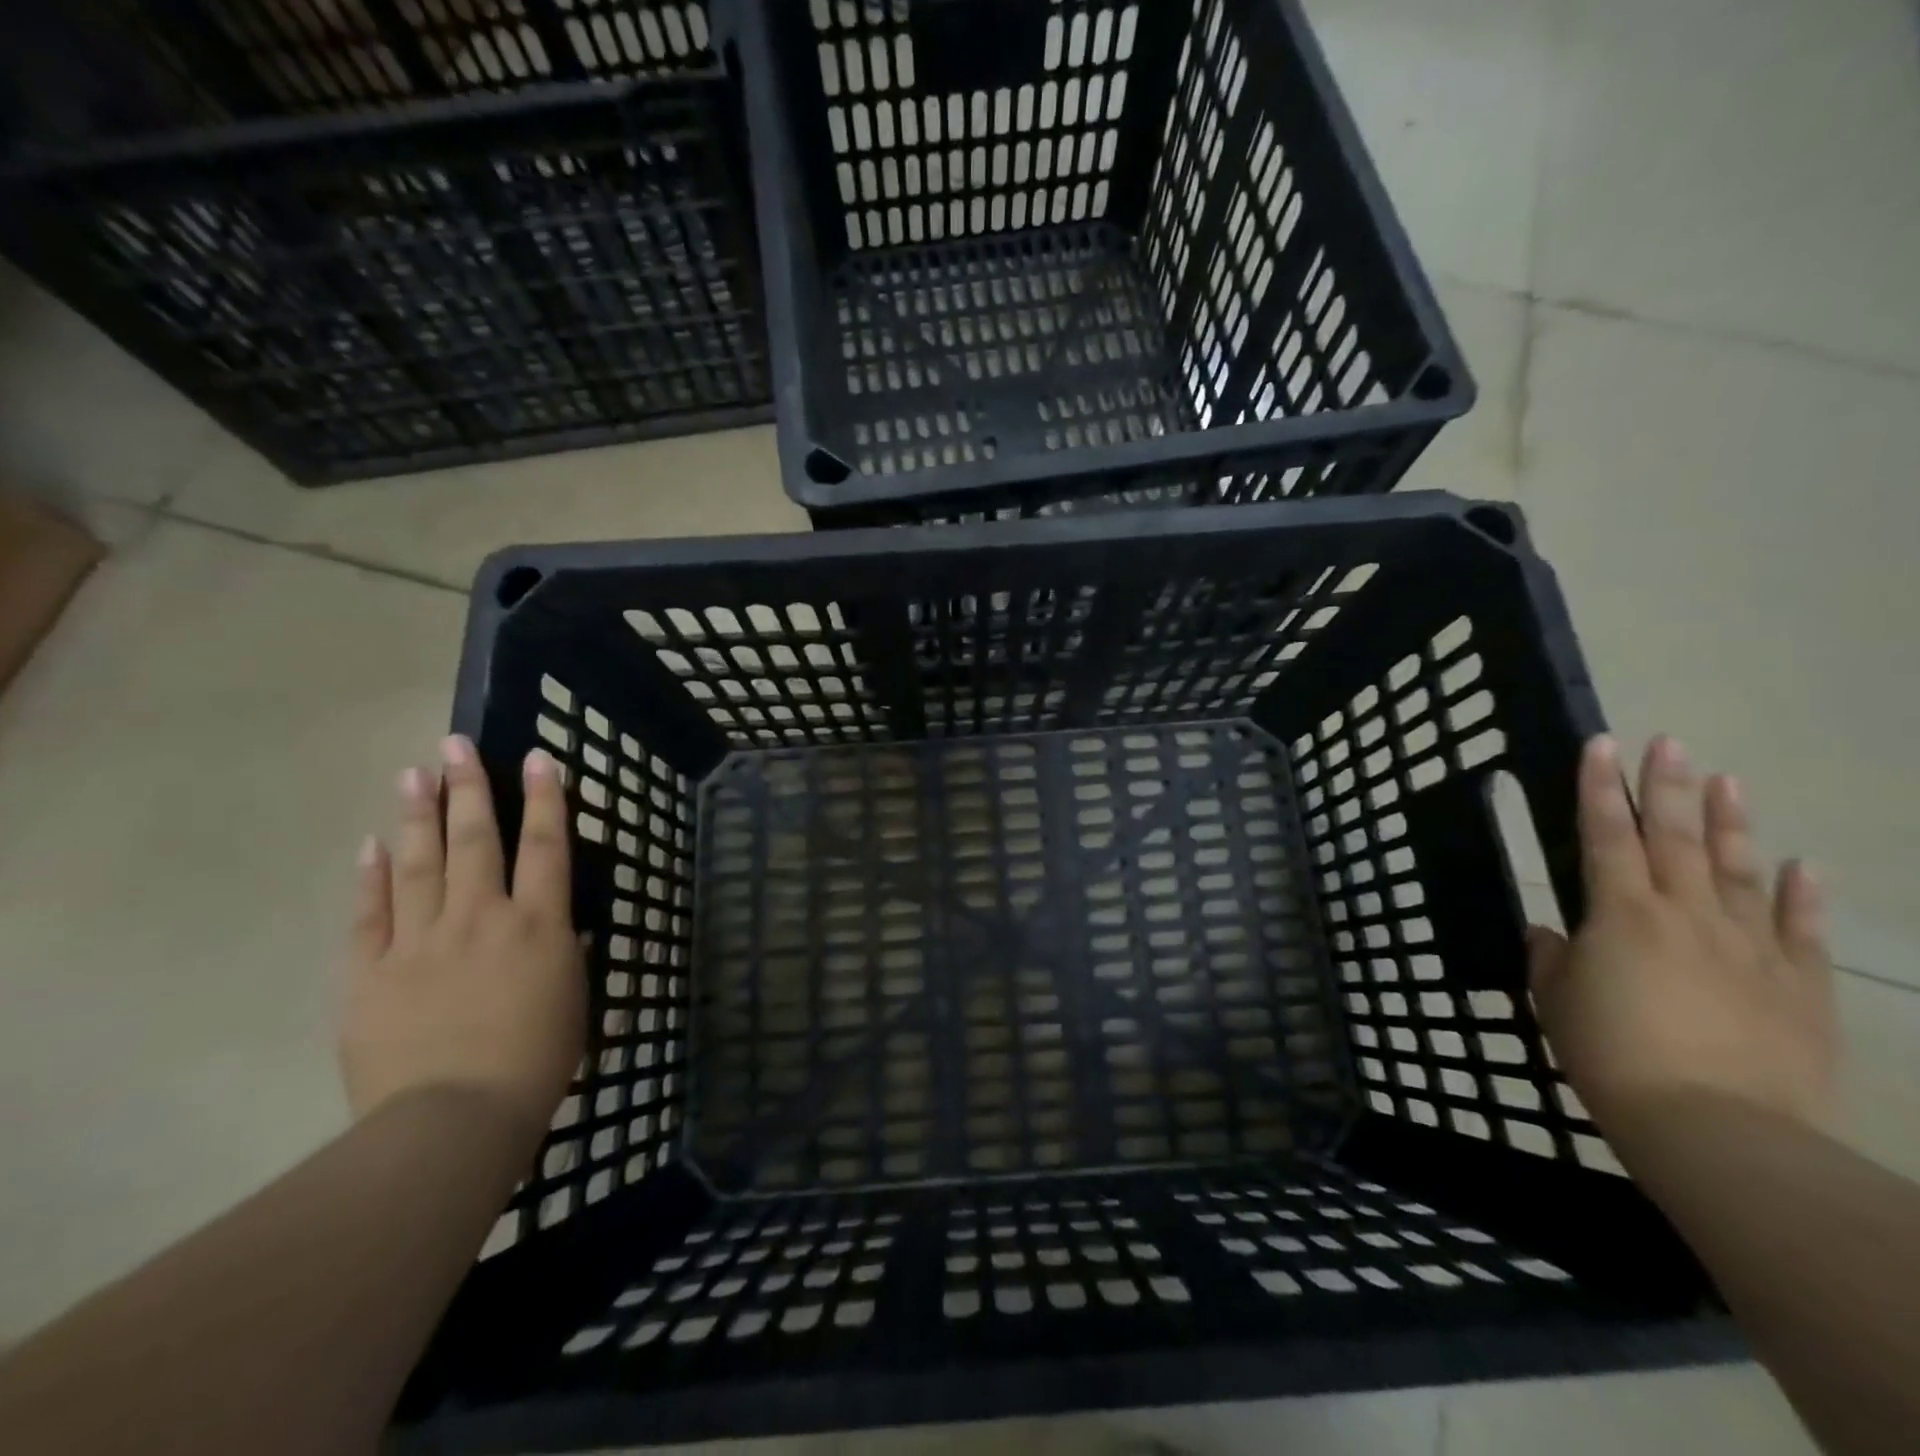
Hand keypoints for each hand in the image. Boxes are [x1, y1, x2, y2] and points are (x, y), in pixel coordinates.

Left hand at [339, 736, 585, 1143]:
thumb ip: (566, 952)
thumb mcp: (574, 1000)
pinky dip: (370, 877)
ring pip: (419, 863)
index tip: (539, 758)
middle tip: (456, 743)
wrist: (453, 1121)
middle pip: (476, 840)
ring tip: (412, 773)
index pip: (545, 846)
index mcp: (538, 925)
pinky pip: (370, 914)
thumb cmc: (535, 1062)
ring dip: (418, 815)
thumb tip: (562, 924)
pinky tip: (370, 845)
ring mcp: (420, 941)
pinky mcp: (370, 972)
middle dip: (469, 788)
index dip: (545, 799)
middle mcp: (481, 917)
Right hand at [1529, 735, 1837, 1142]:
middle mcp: (1686, 915)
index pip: (1604, 835)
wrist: (1716, 1128)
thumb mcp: (1556, 1004)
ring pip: (1740, 870)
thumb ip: (1553, 959)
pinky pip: (1799, 929)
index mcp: (1620, 914)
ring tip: (1728, 780)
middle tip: (1669, 743)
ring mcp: (1750, 947)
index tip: (1602, 746)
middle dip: (1668, 787)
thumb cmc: (1611, 1056)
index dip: (1600, 788)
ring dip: (1732, 823)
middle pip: (1676, 838)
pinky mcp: (1799, 986)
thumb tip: (1554, 933)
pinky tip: (1803, 865)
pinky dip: (1801, 894)